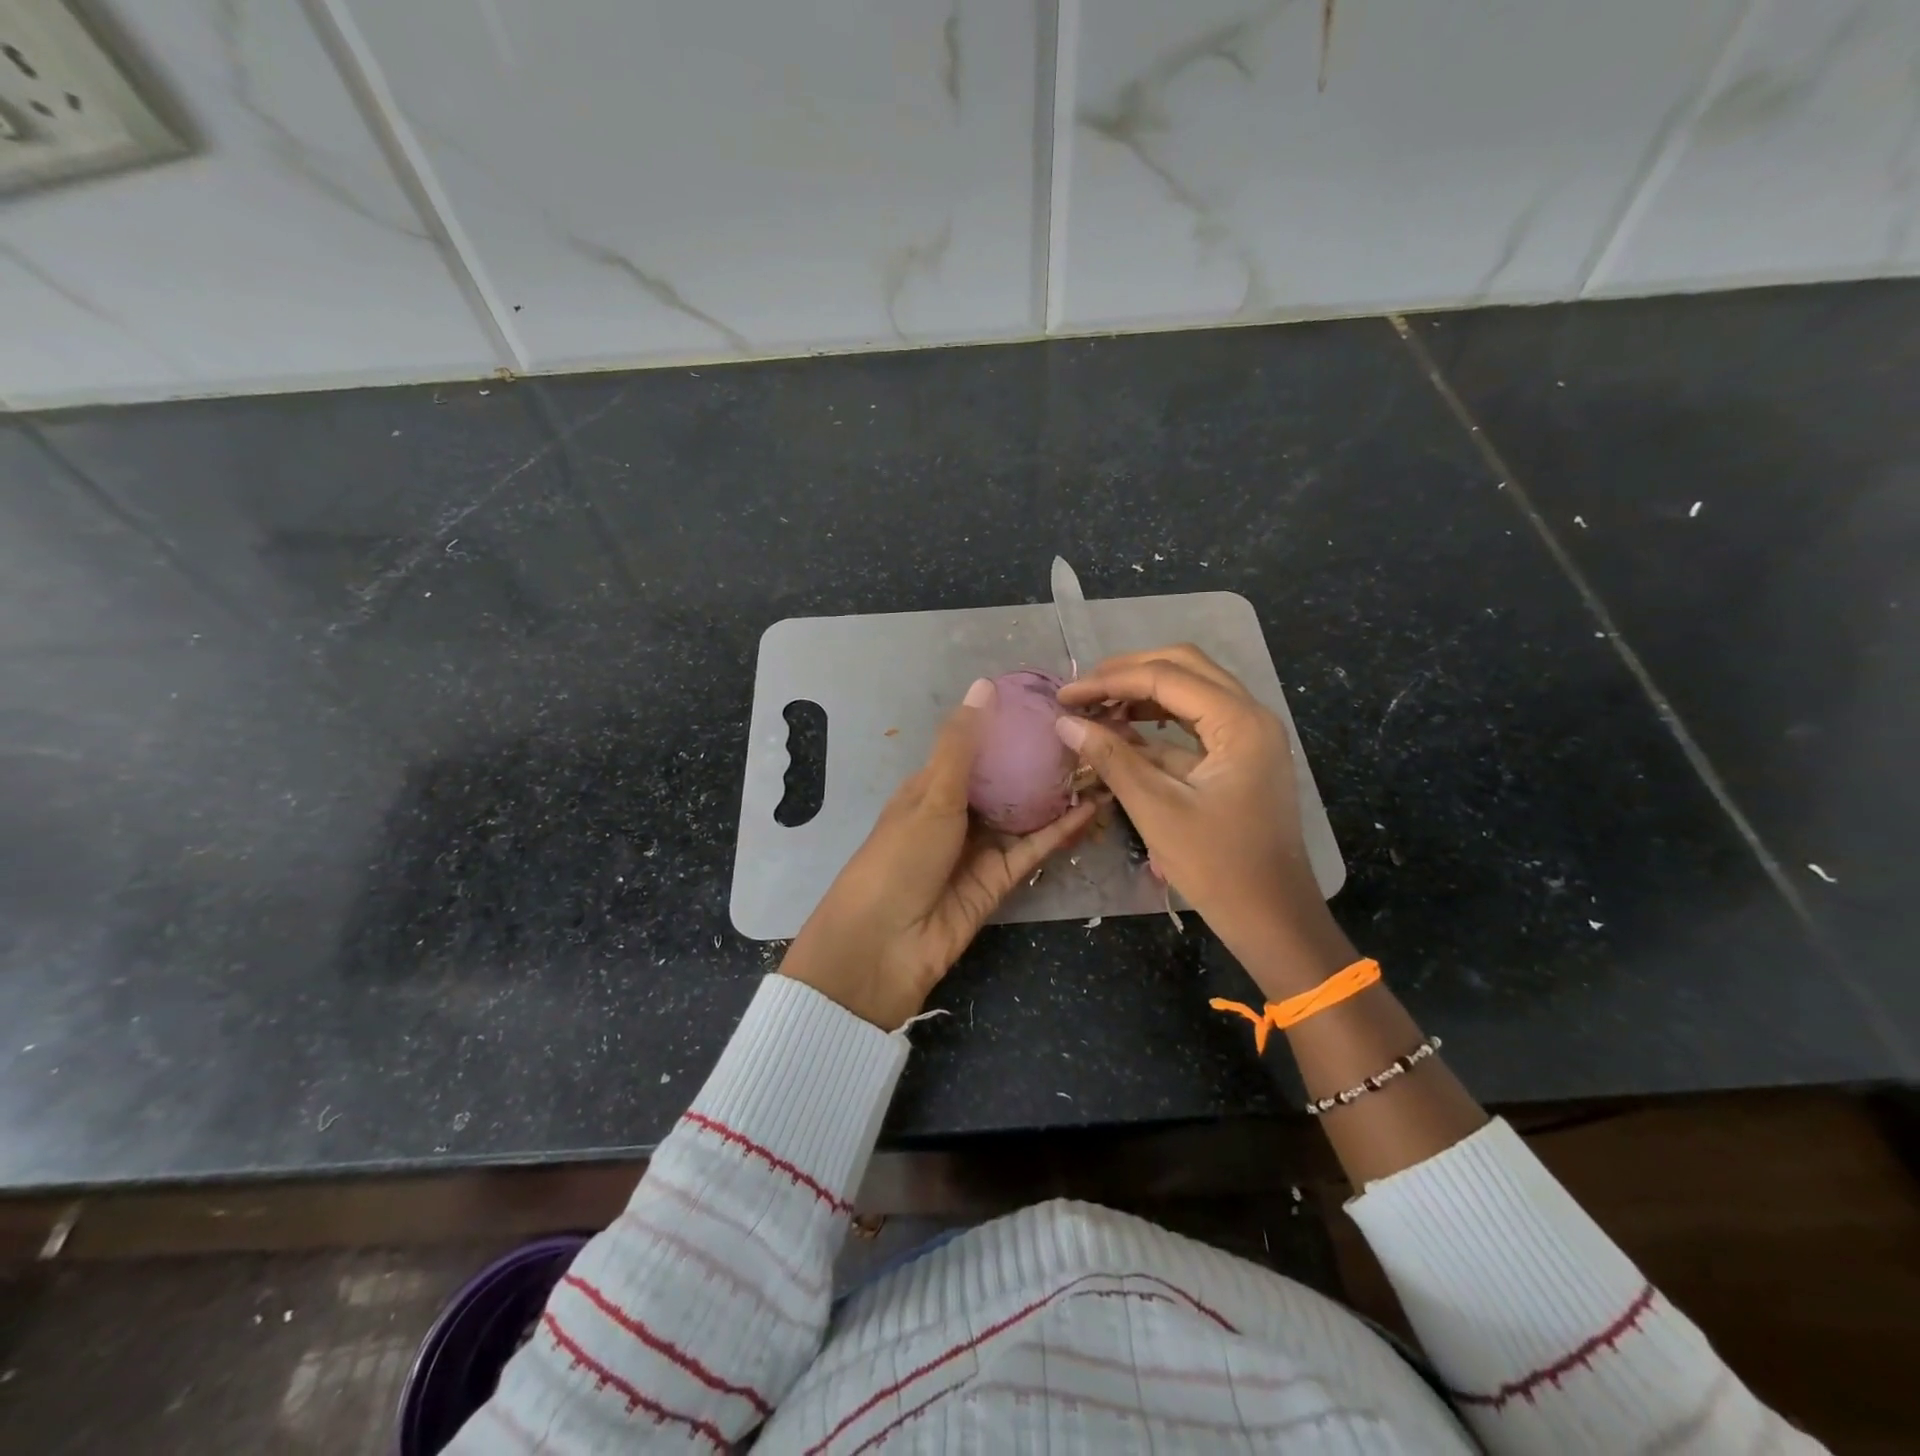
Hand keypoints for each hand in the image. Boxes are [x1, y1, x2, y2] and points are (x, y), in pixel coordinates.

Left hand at [780, 678, 1098, 1028]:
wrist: (884, 945)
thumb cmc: (900, 856)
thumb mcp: (931, 793)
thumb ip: (962, 744)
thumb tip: (985, 684)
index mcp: (932, 787)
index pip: (974, 748)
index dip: (1006, 726)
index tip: (1047, 702)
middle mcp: (959, 813)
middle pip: (1005, 781)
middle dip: (1039, 760)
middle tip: (1086, 732)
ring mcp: (981, 847)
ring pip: (1026, 813)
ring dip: (1057, 792)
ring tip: (1099, 763)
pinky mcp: (1001, 879)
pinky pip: (1034, 847)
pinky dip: (1060, 829)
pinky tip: (1092, 806)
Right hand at [1056, 645, 1350, 995]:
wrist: (1273, 918)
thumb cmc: (1218, 867)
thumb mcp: (1156, 810)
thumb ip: (1111, 758)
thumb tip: (1065, 722)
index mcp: (1239, 722)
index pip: (1166, 677)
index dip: (1109, 681)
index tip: (1064, 696)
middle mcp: (1250, 715)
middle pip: (1184, 667)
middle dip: (1128, 673)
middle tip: (1082, 691)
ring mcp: (1248, 736)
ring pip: (1190, 691)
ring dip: (1142, 694)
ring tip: (1096, 708)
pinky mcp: (1240, 757)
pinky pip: (1194, 723)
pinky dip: (1157, 723)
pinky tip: (1121, 733)